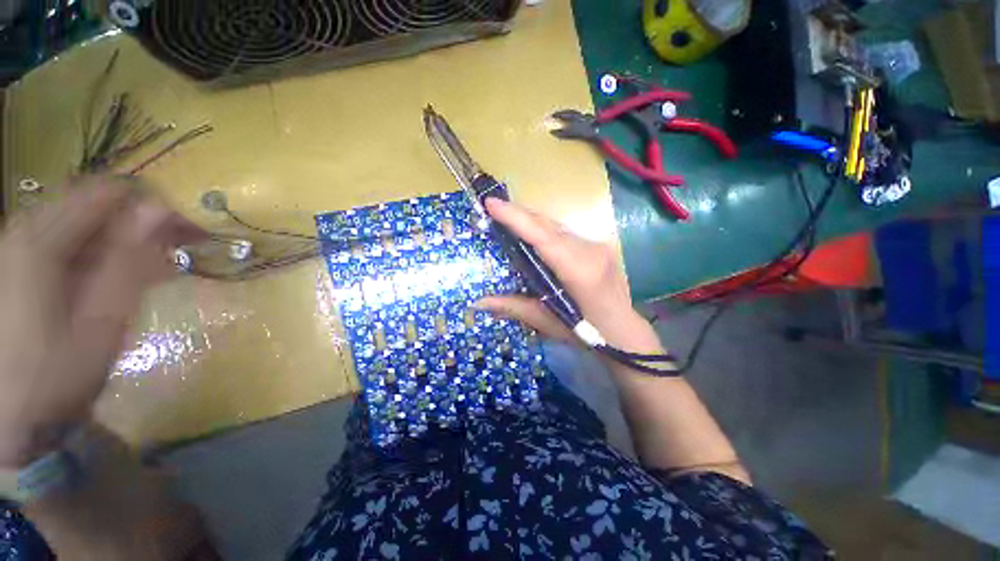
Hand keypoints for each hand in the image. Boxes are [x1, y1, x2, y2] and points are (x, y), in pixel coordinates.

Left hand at [0, 177, 204, 467]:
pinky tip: (120, 271)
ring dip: (123, 237)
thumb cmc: (56, 374)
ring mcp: (17, 245)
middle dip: (140, 221)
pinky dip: (102, 249)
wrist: (12, 418)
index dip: (154, 207)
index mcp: (40, 241)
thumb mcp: (103, 321)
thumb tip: (160, 211)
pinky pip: (69, 238)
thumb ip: (129, 261)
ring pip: (83, 220)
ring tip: (155, 264)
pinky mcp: (18, 262)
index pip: (108, 194)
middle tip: (177, 248)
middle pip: (93, 203)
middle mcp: (24, 229)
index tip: (190, 231)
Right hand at [475, 198, 663, 355]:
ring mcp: (598, 245)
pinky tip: (531, 232)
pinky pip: (564, 232)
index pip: (543, 237)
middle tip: (493, 208)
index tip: (491, 203)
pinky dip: (544, 229)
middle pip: (549, 225)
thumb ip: (513, 307)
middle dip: (519, 213)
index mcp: (579, 271)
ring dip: (531, 220)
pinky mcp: (599, 245)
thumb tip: (478, 303)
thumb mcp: (547, 322)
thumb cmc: (586, 333)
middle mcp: (590, 250)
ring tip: (507, 217)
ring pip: (557, 225)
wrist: (624, 331)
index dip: (516, 218)